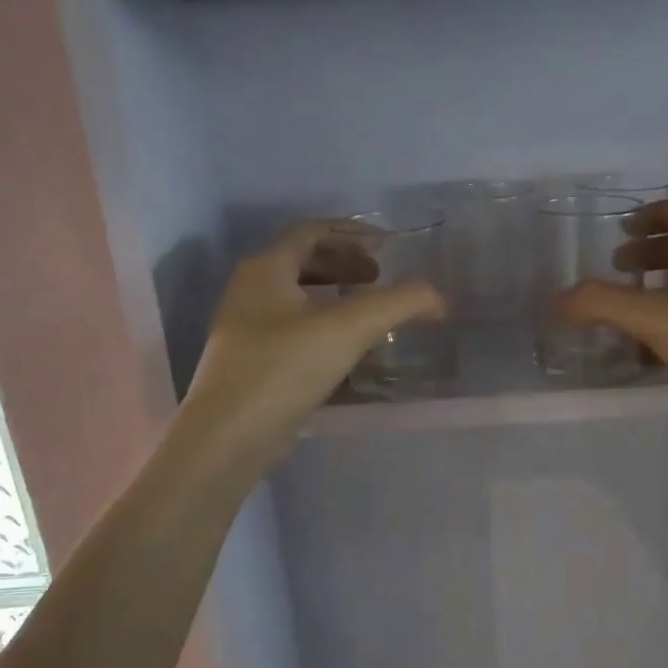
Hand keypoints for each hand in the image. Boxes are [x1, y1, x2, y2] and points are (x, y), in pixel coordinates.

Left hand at [178, 222, 445, 471]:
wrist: (229, 435)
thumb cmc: (285, 367)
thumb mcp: (350, 328)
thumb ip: (399, 304)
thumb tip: (438, 298)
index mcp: (266, 268)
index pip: (311, 231)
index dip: (352, 232)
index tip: (386, 245)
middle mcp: (250, 291)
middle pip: (303, 262)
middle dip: (345, 265)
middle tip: (379, 278)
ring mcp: (246, 330)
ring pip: (297, 299)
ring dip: (335, 298)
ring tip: (368, 314)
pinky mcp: (251, 364)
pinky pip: (293, 331)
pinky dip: (323, 329)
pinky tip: (347, 353)